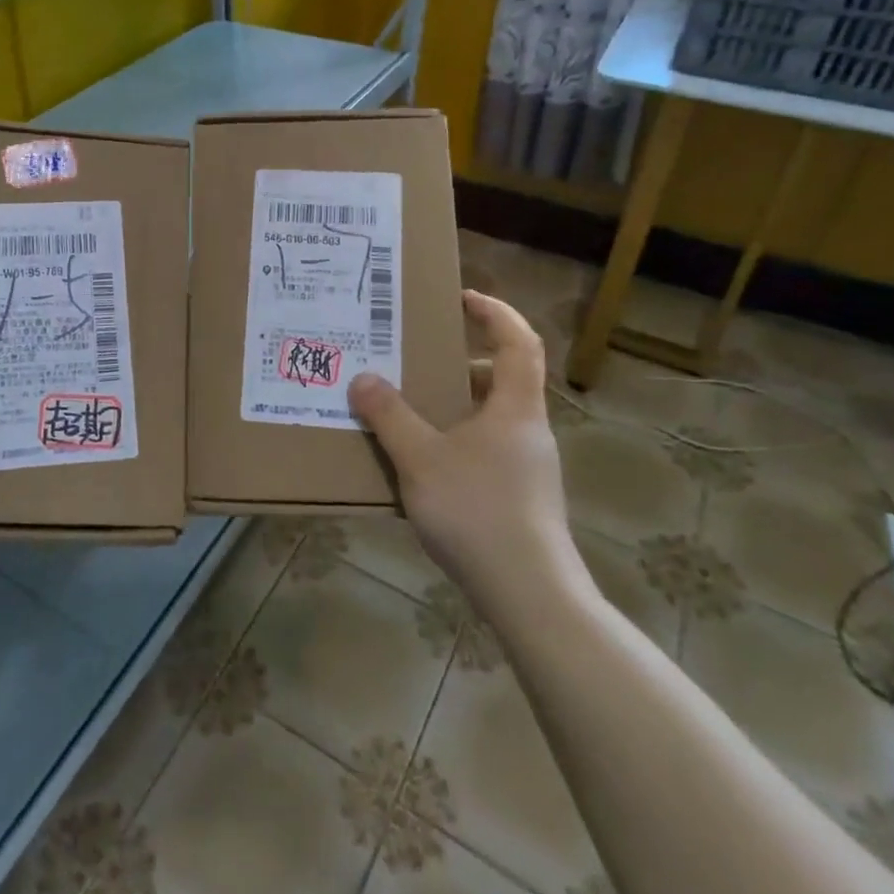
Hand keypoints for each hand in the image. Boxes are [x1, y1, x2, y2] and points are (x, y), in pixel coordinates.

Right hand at [348, 290, 575, 603]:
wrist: (530, 596)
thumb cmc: (479, 512)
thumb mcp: (421, 459)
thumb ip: (389, 417)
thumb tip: (363, 379)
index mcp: (514, 407)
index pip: (518, 341)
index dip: (495, 312)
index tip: (462, 298)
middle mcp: (527, 430)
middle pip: (502, 378)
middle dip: (459, 362)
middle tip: (417, 359)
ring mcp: (526, 467)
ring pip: (490, 417)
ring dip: (452, 405)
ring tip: (408, 409)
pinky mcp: (518, 497)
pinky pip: (484, 449)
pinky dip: (454, 440)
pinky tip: (421, 464)